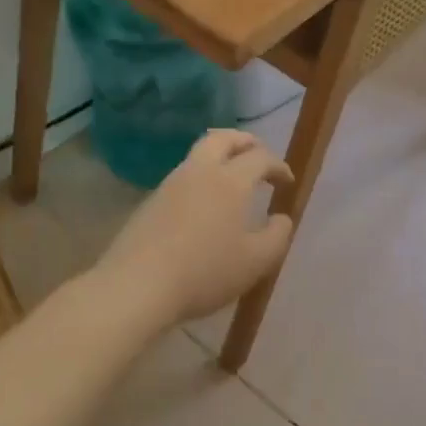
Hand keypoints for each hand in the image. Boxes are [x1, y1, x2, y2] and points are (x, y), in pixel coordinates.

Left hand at [97, 130, 294, 328]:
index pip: (260, 158)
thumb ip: (277, 236)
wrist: (137, 286)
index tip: (288, 182)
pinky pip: (182, 177)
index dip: (278, 166)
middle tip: (258, 154)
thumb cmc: (205, 272)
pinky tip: (204, 203)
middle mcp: (199, 172)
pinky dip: (201, 177)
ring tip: (232, 178)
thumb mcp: (256, 261)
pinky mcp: (150, 202)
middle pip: (223, 139)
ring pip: (198, 155)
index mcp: (230, 181)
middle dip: (245, 141)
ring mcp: (170, 185)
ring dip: (220, 157)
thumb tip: (281, 218)